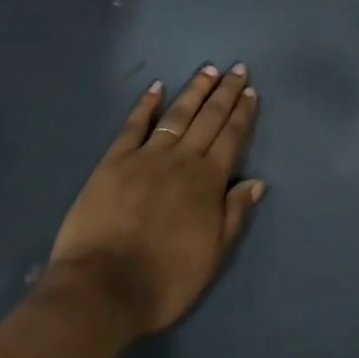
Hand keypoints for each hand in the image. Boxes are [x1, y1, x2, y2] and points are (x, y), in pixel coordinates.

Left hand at [48, 64, 263, 338]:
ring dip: (194, 90)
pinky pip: (134, 125)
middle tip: (237, 69)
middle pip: (208, 118)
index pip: (231, 138)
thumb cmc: (163, 280)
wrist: (102, 289)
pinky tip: (155, 87)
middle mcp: (182, 159)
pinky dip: (146, 104)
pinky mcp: (115, 160)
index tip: (250, 91)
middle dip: (225, 92)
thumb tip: (257, 181)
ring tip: (207, 69)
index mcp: (207, 181)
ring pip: (177, 114)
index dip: (242, 114)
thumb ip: (234, 215)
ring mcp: (147, 156)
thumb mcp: (211, 257)